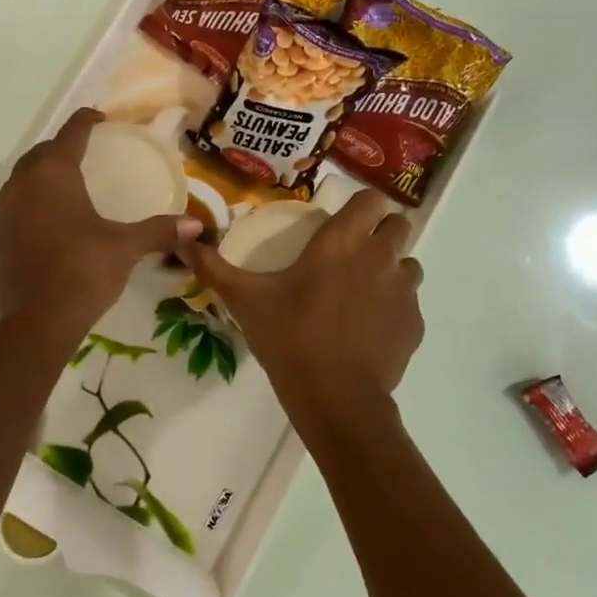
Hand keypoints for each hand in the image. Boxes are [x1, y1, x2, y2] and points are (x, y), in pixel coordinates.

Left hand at [0, 108, 199, 337]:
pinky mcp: (0, 235)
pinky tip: (51, 217)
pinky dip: (34, 200)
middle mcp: (24, 184)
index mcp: (54, 174)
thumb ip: (159, 230)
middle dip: (63, 146)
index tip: (100, 117)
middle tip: (87, 150)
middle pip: (42, 152)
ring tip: (68, 180)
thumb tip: (196, 225)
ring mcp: (6, 210)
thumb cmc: (83, 271)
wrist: (38, 321)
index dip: (86, 121)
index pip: (71, 134)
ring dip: (44, 172)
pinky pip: (17, 204)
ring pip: (24, 177)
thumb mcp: (125, 247)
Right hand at [182, 190, 423, 437]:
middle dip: (381, 232)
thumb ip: (214, 267)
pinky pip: (410, 303)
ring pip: (408, 264)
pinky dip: (394, 308)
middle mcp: (379, 256)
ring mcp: (403, 291)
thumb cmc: (289, 337)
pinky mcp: (414, 323)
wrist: (334, 397)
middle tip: (353, 254)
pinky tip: (370, 328)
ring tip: (363, 292)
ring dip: (391, 269)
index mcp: (341, 242)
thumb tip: (181, 239)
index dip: (362, 206)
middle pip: (398, 224)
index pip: (372, 199)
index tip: (344, 220)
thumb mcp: (246, 299)